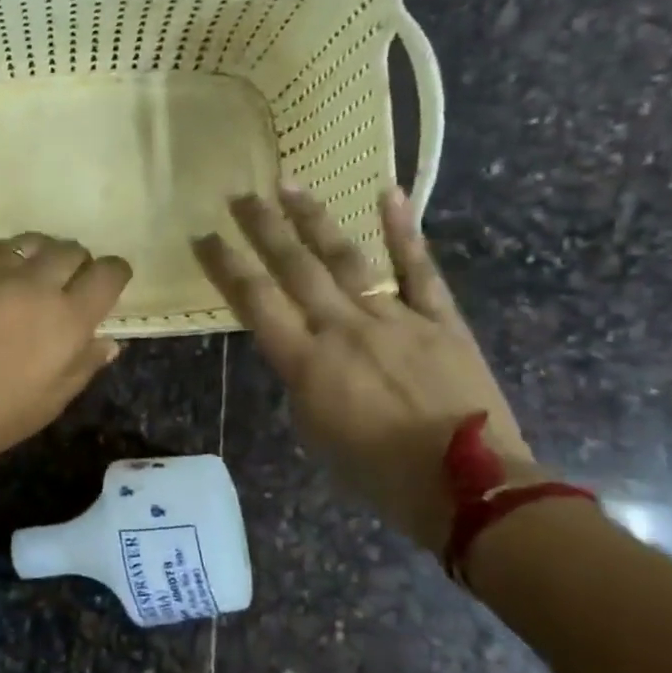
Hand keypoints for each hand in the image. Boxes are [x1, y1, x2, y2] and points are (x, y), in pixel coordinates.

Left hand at [0, 234, 131, 473]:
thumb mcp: (49, 404)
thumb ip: (82, 367)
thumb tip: (107, 341)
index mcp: (67, 319)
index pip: (108, 275)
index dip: (114, 274)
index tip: (108, 283)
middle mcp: (36, 284)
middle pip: (70, 250)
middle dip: (76, 263)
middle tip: (65, 282)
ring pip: (30, 241)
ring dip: (38, 253)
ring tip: (28, 272)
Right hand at [193, 186, 530, 550]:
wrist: (467, 487)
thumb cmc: (377, 473)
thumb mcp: (314, 433)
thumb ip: (301, 382)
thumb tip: (304, 352)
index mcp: (305, 362)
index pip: (254, 300)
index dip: (225, 265)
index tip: (203, 236)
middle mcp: (342, 328)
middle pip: (294, 267)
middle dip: (262, 228)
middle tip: (240, 196)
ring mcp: (394, 318)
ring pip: (347, 258)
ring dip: (314, 220)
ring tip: (290, 186)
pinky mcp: (440, 320)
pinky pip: (419, 270)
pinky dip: (403, 231)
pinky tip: (388, 194)